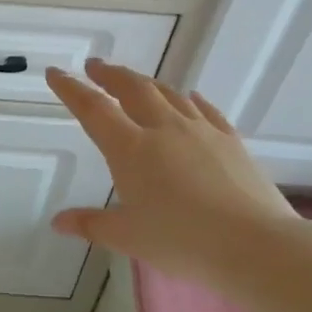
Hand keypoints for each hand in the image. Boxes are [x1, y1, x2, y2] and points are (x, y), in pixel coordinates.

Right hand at [47, 59, 294, 284]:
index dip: (71, 89)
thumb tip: (57, 222)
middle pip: (132, 88)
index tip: (55, 73)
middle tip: (94, 67)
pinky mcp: (230, 140)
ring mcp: (201, 130)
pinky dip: (190, 99)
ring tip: (134, 81)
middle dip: (109, 74)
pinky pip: (205, 110)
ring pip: (168, 93)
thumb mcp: (128, 237)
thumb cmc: (182, 241)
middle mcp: (163, 128)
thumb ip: (91, 224)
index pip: (93, 109)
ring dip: (146, 82)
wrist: (255, 244)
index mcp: (130, 148)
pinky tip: (189, 97)